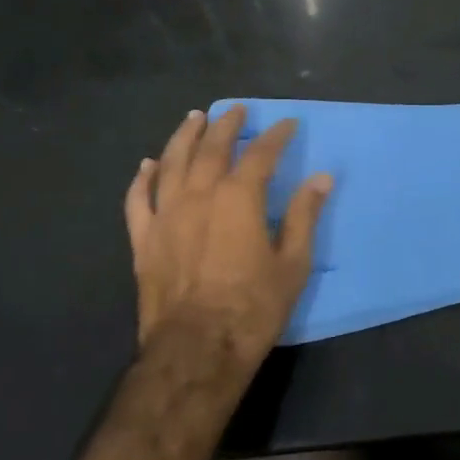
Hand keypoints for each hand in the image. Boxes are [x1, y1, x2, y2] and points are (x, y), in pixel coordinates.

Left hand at [123, 107, 331, 379]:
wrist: (196, 349)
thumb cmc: (252, 307)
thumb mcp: (292, 264)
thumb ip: (303, 216)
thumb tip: (321, 178)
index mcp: (238, 198)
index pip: (260, 154)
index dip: (276, 136)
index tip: (287, 124)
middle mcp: (199, 195)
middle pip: (212, 148)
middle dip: (227, 125)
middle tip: (236, 110)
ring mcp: (166, 215)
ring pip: (172, 163)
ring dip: (184, 137)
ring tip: (194, 118)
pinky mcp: (144, 239)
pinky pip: (138, 199)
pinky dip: (143, 178)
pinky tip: (147, 165)